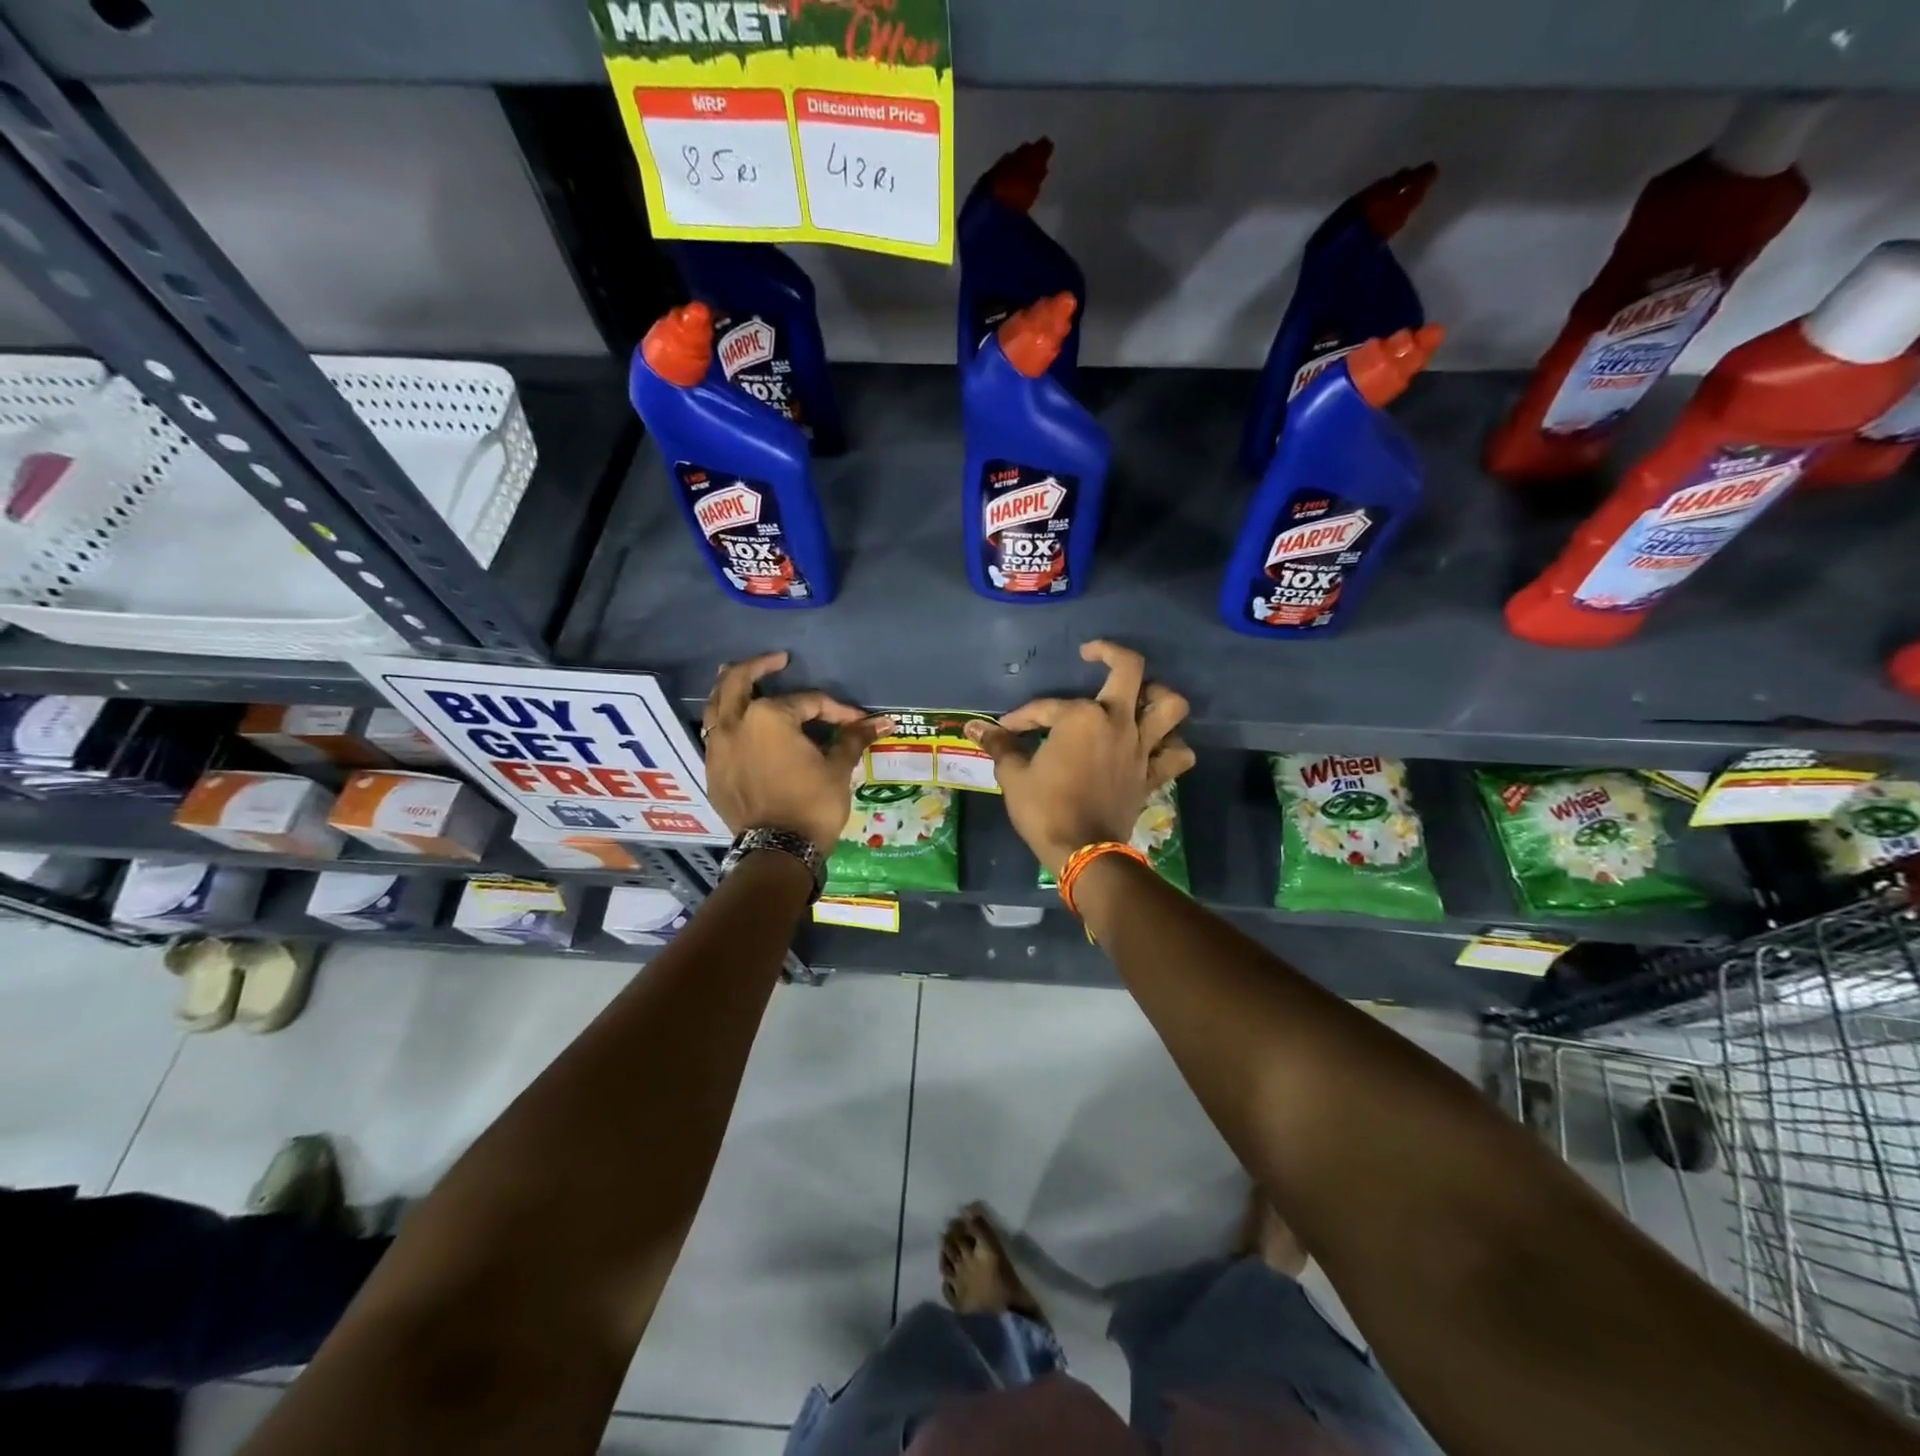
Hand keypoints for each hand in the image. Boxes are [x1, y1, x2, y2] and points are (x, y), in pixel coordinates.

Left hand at [701, 652, 889, 854]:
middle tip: (778, 660)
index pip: (807, 702)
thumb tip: (883, 721)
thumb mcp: (837, 769)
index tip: (857, 721)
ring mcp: (717, 747)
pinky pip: (714, 732)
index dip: (836, 710)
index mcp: (769, 717)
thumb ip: (853, 738)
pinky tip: (737, 722)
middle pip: (740, 681)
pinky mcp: (712, 769)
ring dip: (731, 687)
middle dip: (760, 666)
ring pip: (717, 704)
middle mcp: (736, 723)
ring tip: (742, 676)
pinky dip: (725, 719)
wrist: (777, 851)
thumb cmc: (812, 805)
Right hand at [965, 641, 1194, 876]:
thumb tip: (975, 727)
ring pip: (1170, 706)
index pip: (1046, 707)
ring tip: (1139, 695)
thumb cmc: (1044, 809)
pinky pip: (1177, 755)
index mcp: (1081, 717)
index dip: (1022, 717)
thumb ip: (1000, 745)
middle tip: (1091, 654)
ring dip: (1158, 694)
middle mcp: (1117, 722)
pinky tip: (1157, 745)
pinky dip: (1172, 746)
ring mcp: (1140, 747)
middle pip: (1130, 669)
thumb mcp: (1014, 775)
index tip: (1005, 730)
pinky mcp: (1152, 774)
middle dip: (1110, 653)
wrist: (1082, 851)